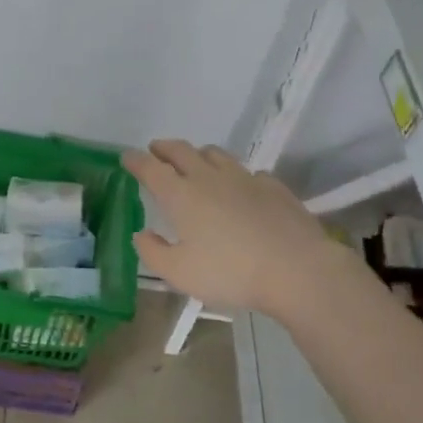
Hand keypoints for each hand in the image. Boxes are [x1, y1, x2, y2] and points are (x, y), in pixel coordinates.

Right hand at [123, 140, 352, 315]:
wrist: (296, 269)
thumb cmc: (230, 273)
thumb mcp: (179, 273)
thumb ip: (153, 252)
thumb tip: (142, 234)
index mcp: (181, 195)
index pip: (151, 168)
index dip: (136, 161)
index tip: (126, 157)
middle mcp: (210, 178)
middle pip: (182, 151)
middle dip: (164, 148)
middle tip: (155, 150)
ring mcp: (244, 178)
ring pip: (216, 154)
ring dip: (199, 154)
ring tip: (195, 162)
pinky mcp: (273, 186)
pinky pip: (248, 172)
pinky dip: (235, 175)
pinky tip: (240, 188)